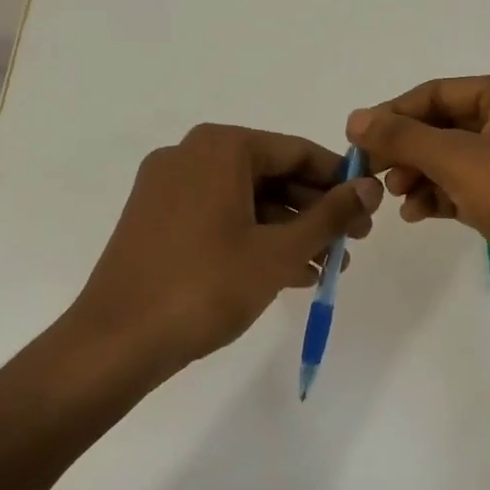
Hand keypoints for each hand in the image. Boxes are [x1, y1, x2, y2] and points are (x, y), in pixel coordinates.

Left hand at [70, 123, 380, 373]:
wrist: (117, 341)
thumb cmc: (206, 286)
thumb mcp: (280, 251)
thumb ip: (331, 215)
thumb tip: (372, 187)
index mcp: (219, 148)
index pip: (296, 151)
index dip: (339, 180)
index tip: (369, 208)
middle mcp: (190, 156)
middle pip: (272, 175)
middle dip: (316, 211)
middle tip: (353, 242)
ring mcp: (168, 189)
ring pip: (247, 200)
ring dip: (290, 231)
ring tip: (328, 267)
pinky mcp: (157, 222)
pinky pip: (220, 218)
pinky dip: (255, 240)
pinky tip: (290, 274)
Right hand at [347, 74, 489, 327]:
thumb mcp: (457, 158)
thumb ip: (403, 137)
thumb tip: (356, 119)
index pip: (437, 93)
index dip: (394, 114)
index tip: (356, 141)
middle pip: (445, 126)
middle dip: (407, 149)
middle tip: (373, 174)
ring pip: (455, 160)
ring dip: (421, 176)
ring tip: (396, 198)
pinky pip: (469, 189)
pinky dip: (442, 197)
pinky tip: (418, 214)